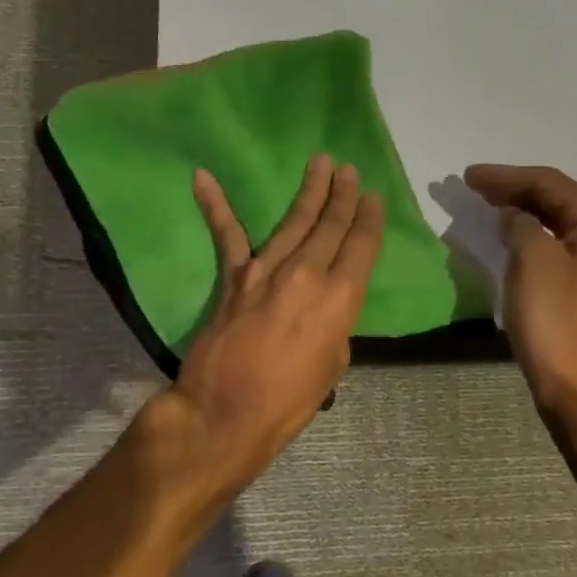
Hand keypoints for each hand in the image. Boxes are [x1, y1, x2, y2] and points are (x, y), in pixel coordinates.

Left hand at [167, 154, 385, 477]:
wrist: (226, 413)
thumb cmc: (288, 401)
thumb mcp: (332, 364)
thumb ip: (334, 325)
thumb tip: (325, 306)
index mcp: (338, 299)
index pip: (361, 247)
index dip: (369, 219)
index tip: (373, 196)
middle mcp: (306, 275)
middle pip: (330, 226)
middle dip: (342, 195)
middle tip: (348, 169)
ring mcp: (266, 271)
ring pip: (293, 221)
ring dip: (308, 191)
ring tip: (319, 163)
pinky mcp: (234, 277)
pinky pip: (227, 235)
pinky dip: (215, 205)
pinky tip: (203, 177)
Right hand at [463, 164, 576, 420]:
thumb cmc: (558, 324)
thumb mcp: (533, 263)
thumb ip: (521, 225)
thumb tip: (515, 217)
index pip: (550, 184)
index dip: (506, 176)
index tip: (467, 177)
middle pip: (559, 200)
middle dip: (515, 191)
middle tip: (474, 188)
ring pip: (561, 225)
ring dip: (525, 214)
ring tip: (489, 207)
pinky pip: (563, 249)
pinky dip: (536, 239)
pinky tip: (515, 241)